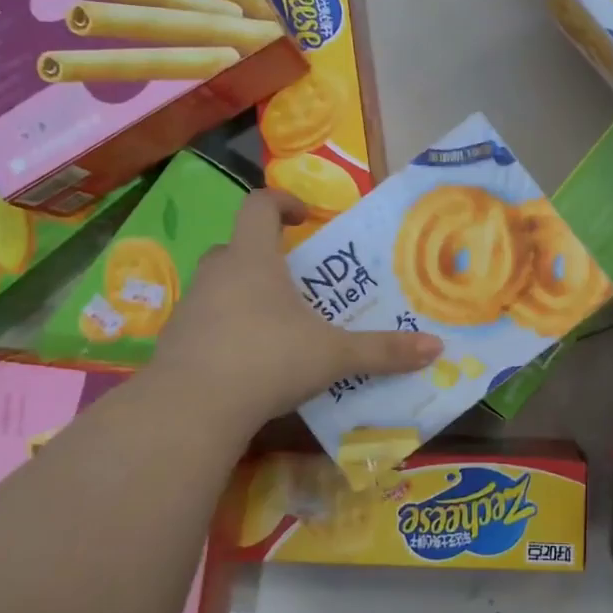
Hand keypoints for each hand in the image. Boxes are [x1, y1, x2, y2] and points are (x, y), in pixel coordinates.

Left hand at [149, 190, 441, 422]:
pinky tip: (250, 361)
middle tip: (298, 282)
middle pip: (238, 246)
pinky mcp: (176, 341)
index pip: (259, 205)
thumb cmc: (267, 360)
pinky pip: (206, 321)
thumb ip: (382, 350)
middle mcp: (217, 273)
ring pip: (220, 285)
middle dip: (267, 257)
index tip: (305, 218)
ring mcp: (190, 307)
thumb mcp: (333, 355)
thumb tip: (436, 348)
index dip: (282, 202)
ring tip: (279, 325)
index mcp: (252, 259)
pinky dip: (228, 329)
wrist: (190, 410)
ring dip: (246, 294)